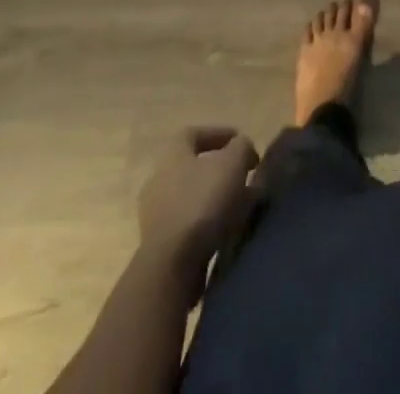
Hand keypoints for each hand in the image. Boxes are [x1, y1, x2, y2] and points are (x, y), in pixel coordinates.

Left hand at [136, 127, 258, 273]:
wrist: (171, 266)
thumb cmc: (202, 203)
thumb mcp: (232, 164)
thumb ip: (241, 147)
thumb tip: (243, 147)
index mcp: (172, 153)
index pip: (194, 133)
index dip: (220, 134)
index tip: (242, 143)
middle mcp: (158, 178)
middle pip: (193, 166)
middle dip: (221, 170)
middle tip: (244, 177)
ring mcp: (155, 214)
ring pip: (192, 196)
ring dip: (216, 198)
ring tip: (242, 206)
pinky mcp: (159, 245)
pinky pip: (189, 224)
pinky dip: (208, 222)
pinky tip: (227, 230)